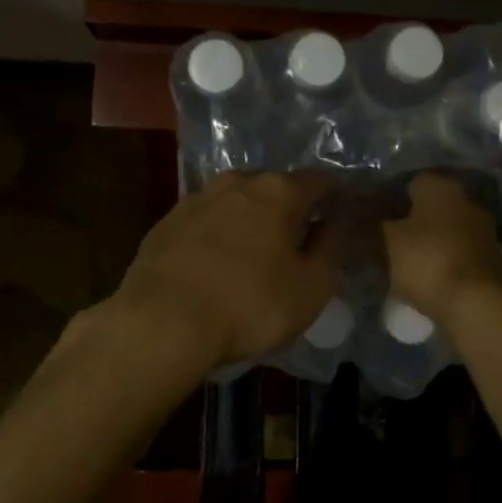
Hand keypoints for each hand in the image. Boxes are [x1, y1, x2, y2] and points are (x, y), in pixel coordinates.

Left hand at [110, 170, 336, 374]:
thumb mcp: (311, 287)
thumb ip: (330, 248)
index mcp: (279, 191)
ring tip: (253, 250)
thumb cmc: (249, 304)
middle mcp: (238, 182)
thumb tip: (334, 222)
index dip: (334, 196)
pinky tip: (215, 262)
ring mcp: (197, 198)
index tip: (339, 214)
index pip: (319, 180)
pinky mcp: (167, 222)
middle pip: (274, 186)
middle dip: (288, 207)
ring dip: (248, 218)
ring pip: (236, 200)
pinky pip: (205, 220)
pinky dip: (216, 233)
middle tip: (295, 238)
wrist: (162, 322)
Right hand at [382, 172, 501, 326]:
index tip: (379, 219)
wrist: (476, 304)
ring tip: (409, 263)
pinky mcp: (493, 258)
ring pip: (448, 230)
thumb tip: (381, 219)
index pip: (412, 182)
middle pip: (433, 206)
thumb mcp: (389, 242)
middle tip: (391, 241)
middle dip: (415, 221)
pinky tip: (431, 277)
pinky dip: (447, 261)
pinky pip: (461, 252)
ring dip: (432, 242)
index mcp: (441, 187)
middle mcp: (467, 200)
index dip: (394, 199)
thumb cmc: (427, 261)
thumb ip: (382, 225)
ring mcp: (484, 229)